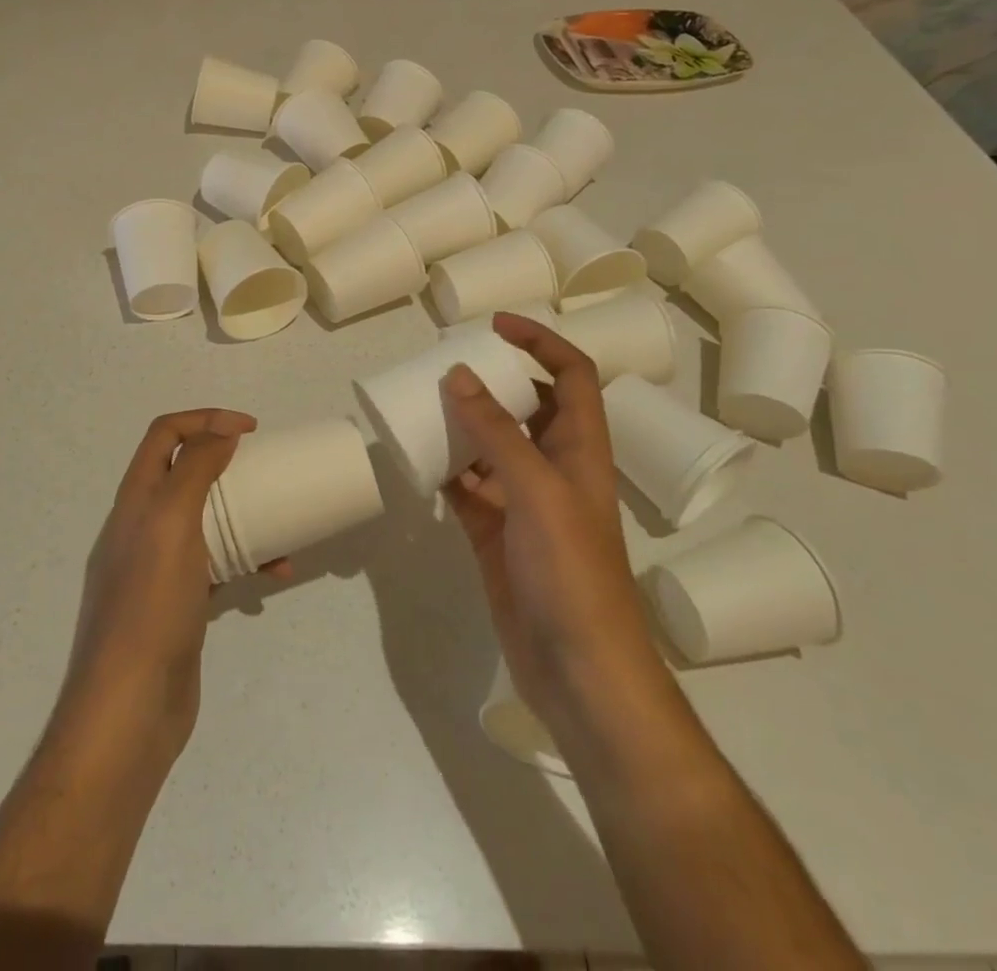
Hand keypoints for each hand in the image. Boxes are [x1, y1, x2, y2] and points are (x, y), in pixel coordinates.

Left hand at [62, 408, 256, 757]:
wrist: (129, 709)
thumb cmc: (150, 605)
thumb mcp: (171, 523)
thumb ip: (193, 470)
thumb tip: (221, 432)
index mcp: (135, 499)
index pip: (164, 434)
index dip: (205, 419)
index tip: (251, 431)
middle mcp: (142, 526)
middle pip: (184, 474)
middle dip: (226, 463)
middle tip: (265, 469)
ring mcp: (159, 568)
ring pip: (205, 521)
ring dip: (242, 513)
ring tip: (280, 520)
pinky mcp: (179, 604)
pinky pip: (216, 567)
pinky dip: (246, 562)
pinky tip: (277, 574)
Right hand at [440, 314, 658, 715]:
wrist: (579, 670)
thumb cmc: (572, 571)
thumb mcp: (536, 490)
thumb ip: (496, 432)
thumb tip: (458, 375)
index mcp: (580, 448)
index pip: (570, 375)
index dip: (540, 342)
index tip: (495, 326)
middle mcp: (554, 467)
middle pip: (526, 405)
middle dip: (491, 380)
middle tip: (445, 363)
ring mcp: (523, 502)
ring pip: (490, 445)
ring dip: (461, 423)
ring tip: (421, 402)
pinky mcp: (495, 532)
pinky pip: (466, 486)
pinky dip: (444, 469)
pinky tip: (416, 458)